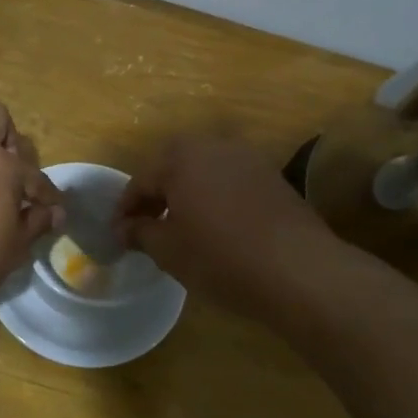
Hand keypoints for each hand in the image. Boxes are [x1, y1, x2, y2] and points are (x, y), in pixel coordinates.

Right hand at [114, 135, 337, 320]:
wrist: (299, 270)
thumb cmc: (220, 257)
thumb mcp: (169, 250)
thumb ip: (140, 233)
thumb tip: (123, 228)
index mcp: (182, 157)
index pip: (141, 180)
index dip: (126, 209)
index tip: (118, 234)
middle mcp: (215, 147)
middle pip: (174, 167)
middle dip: (157, 194)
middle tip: (147, 226)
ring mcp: (249, 160)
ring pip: (205, 172)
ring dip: (188, 194)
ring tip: (181, 228)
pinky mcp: (274, 179)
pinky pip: (231, 183)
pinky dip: (216, 199)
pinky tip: (216, 228)